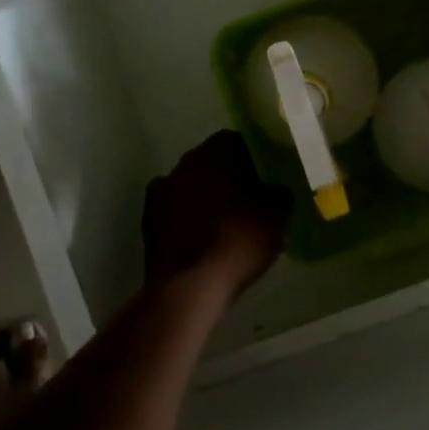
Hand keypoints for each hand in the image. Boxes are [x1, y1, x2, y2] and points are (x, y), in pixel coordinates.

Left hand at [142, 131, 291, 294]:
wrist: (189, 289)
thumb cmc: (236, 240)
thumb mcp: (276, 214)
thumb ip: (279, 192)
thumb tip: (276, 189)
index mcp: (209, 155)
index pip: (234, 140)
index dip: (254, 155)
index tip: (268, 173)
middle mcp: (179, 167)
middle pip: (210, 164)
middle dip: (229, 177)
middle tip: (253, 197)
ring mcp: (159, 197)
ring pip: (191, 189)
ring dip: (208, 200)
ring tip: (231, 222)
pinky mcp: (148, 228)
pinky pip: (178, 215)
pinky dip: (192, 222)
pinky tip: (209, 241)